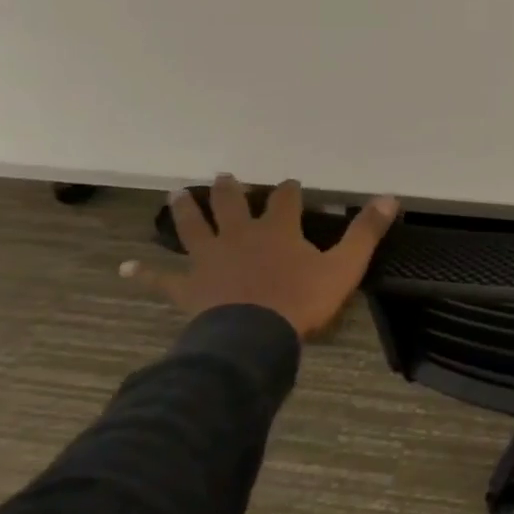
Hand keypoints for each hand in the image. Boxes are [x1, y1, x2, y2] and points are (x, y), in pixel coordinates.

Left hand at [121, 175, 398, 340]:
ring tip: (177, 193)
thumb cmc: (302, 300)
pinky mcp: (188, 287)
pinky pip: (162, 278)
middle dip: (231, 189)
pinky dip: (144, 272)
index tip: (291, 185)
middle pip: (231, 204)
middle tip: (224, 176)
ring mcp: (209, 259)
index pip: (284, 198)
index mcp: (277, 229)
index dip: (288, 190)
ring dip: (186, 210)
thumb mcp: (345, 266)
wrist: (253, 338)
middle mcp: (240, 235)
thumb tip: (390, 197)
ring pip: (194, 228)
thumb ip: (366, 232)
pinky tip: (124, 267)